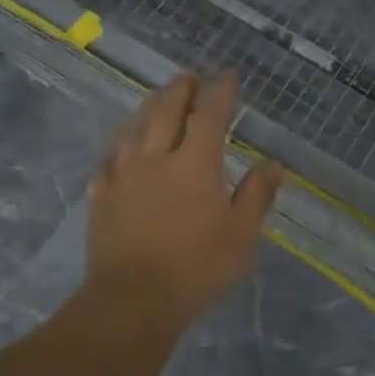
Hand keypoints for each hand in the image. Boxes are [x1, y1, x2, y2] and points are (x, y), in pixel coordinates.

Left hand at [86, 73, 284, 330]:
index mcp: (195, 164)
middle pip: (166, 111)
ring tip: (157, 97)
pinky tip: (120, 147)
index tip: (228, 76)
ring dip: (148, 107)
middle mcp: (156, 158)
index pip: (209, 115)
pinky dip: (119, 145)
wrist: (133, 300)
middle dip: (180, 89)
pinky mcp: (100, 196)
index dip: (220, 92)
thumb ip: (257, 195)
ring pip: (134, 128)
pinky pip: (109, 159)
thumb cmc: (196, 267)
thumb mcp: (242, 235)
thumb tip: (274, 163)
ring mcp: (123, 175)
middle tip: (189, 76)